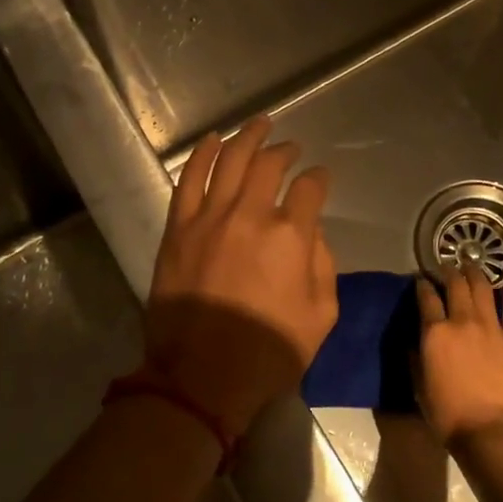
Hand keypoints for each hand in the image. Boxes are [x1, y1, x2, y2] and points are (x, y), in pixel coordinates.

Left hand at [144, 116, 338, 440]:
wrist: (200, 378)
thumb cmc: (268, 353)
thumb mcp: (321, 316)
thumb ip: (323, 265)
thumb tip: (312, 232)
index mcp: (291, 236)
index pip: (311, 188)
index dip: (320, 178)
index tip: (321, 178)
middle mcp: (251, 215)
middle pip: (270, 164)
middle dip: (285, 150)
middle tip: (291, 147)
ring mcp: (210, 218)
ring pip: (231, 161)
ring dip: (247, 137)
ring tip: (259, 123)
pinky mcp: (179, 228)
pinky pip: (190, 180)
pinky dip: (203, 155)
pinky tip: (213, 141)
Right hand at [415, 264, 502, 444]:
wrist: (488, 430)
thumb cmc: (447, 413)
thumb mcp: (419, 384)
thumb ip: (416, 356)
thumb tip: (416, 339)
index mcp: (435, 332)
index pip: (426, 297)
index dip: (422, 284)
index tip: (421, 280)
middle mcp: (461, 321)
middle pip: (454, 285)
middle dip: (448, 271)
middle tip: (446, 266)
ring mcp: (490, 326)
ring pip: (481, 287)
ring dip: (474, 272)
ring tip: (470, 264)